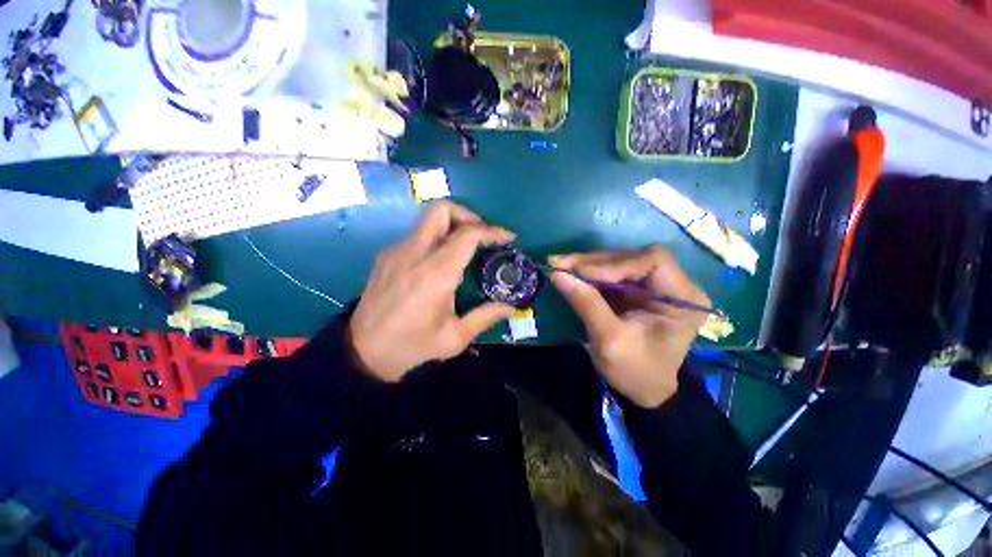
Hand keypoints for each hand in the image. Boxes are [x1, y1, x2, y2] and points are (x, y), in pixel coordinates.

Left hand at [349, 201, 516, 381]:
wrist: (362, 352)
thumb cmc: (412, 346)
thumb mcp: (454, 337)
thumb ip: (485, 317)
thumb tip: (512, 307)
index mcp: (436, 274)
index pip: (467, 234)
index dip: (492, 230)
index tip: (507, 236)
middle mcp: (415, 254)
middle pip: (441, 209)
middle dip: (467, 215)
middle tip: (480, 234)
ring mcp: (397, 251)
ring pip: (427, 220)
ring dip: (451, 226)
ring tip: (464, 248)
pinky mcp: (386, 255)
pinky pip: (416, 236)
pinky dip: (434, 239)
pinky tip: (438, 263)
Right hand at [549, 246, 709, 407]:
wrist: (643, 390)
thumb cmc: (635, 371)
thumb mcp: (610, 341)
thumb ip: (587, 304)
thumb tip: (557, 274)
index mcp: (683, 298)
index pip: (653, 261)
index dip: (615, 263)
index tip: (581, 274)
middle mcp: (673, 284)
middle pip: (632, 257)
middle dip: (593, 262)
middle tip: (559, 263)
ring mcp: (652, 285)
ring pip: (618, 261)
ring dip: (586, 264)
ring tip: (558, 265)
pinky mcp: (635, 289)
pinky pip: (610, 273)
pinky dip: (587, 273)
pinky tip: (569, 273)